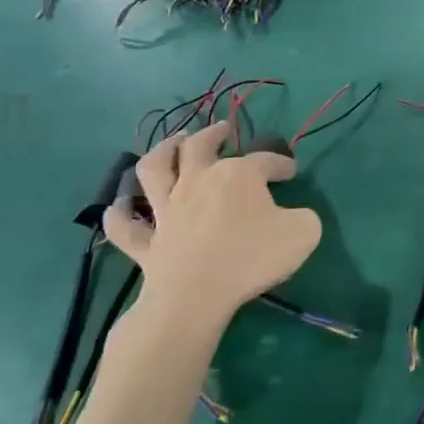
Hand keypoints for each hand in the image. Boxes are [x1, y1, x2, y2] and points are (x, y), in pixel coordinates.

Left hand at [103, 122, 321, 325]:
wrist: (197, 295)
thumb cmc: (252, 258)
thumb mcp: (304, 232)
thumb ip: (304, 217)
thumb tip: (295, 216)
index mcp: (238, 175)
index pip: (265, 160)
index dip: (281, 163)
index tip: (291, 172)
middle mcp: (197, 182)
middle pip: (199, 147)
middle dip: (212, 134)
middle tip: (221, 129)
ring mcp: (166, 211)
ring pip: (154, 170)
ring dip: (162, 151)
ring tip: (172, 143)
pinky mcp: (146, 242)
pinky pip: (126, 227)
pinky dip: (119, 215)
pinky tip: (118, 207)